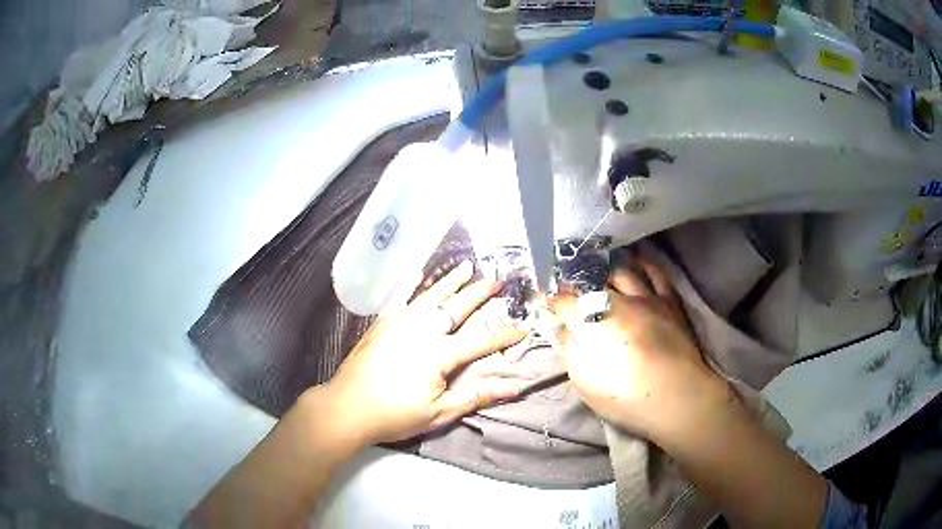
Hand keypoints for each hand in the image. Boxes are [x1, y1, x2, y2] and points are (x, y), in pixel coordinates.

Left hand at [322, 261, 527, 445]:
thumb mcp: (439, 413)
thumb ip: (476, 397)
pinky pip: (399, 297)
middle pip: (456, 307)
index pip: (480, 341)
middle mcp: (422, 331)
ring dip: (450, 281)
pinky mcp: (382, 324)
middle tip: (496, 280)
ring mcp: (400, 323)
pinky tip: (416, 271)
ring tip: (466, 266)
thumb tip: (514, 388)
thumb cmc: (395, 415)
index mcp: (439, 354)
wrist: (347, 407)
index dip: (504, 336)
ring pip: (430, 296)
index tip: (523, 327)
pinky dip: (410, 283)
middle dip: (479, 294)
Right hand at [550, 259, 725, 439]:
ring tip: (600, 274)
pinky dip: (644, 265)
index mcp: (591, 321)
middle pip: (591, 281)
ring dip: (606, 271)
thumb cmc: (625, 396)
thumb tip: (562, 328)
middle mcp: (617, 300)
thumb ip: (569, 350)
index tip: (543, 301)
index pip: (563, 301)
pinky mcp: (669, 302)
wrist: (677, 398)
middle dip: (576, 282)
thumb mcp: (584, 381)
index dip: (550, 300)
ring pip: (622, 272)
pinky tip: (637, 260)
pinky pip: (656, 275)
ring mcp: (646, 298)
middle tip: (570, 288)